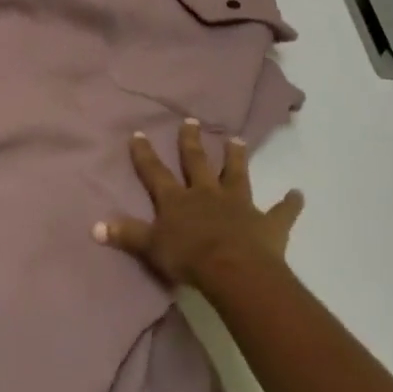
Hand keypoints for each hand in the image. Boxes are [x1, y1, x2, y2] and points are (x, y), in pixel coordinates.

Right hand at [93, 119, 304, 288]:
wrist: (234, 271)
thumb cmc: (189, 258)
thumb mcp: (150, 247)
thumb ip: (126, 234)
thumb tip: (94, 226)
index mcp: (177, 200)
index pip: (156, 172)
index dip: (145, 154)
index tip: (139, 133)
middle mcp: (206, 194)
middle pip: (197, 163)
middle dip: (191, 142)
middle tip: (191, 121)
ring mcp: (239, 205)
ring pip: (237, 175)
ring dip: (236, 158)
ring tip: (237, 140)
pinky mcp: (267, 223)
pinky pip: (281, 212)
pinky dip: (290, 203)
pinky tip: (298, 194)